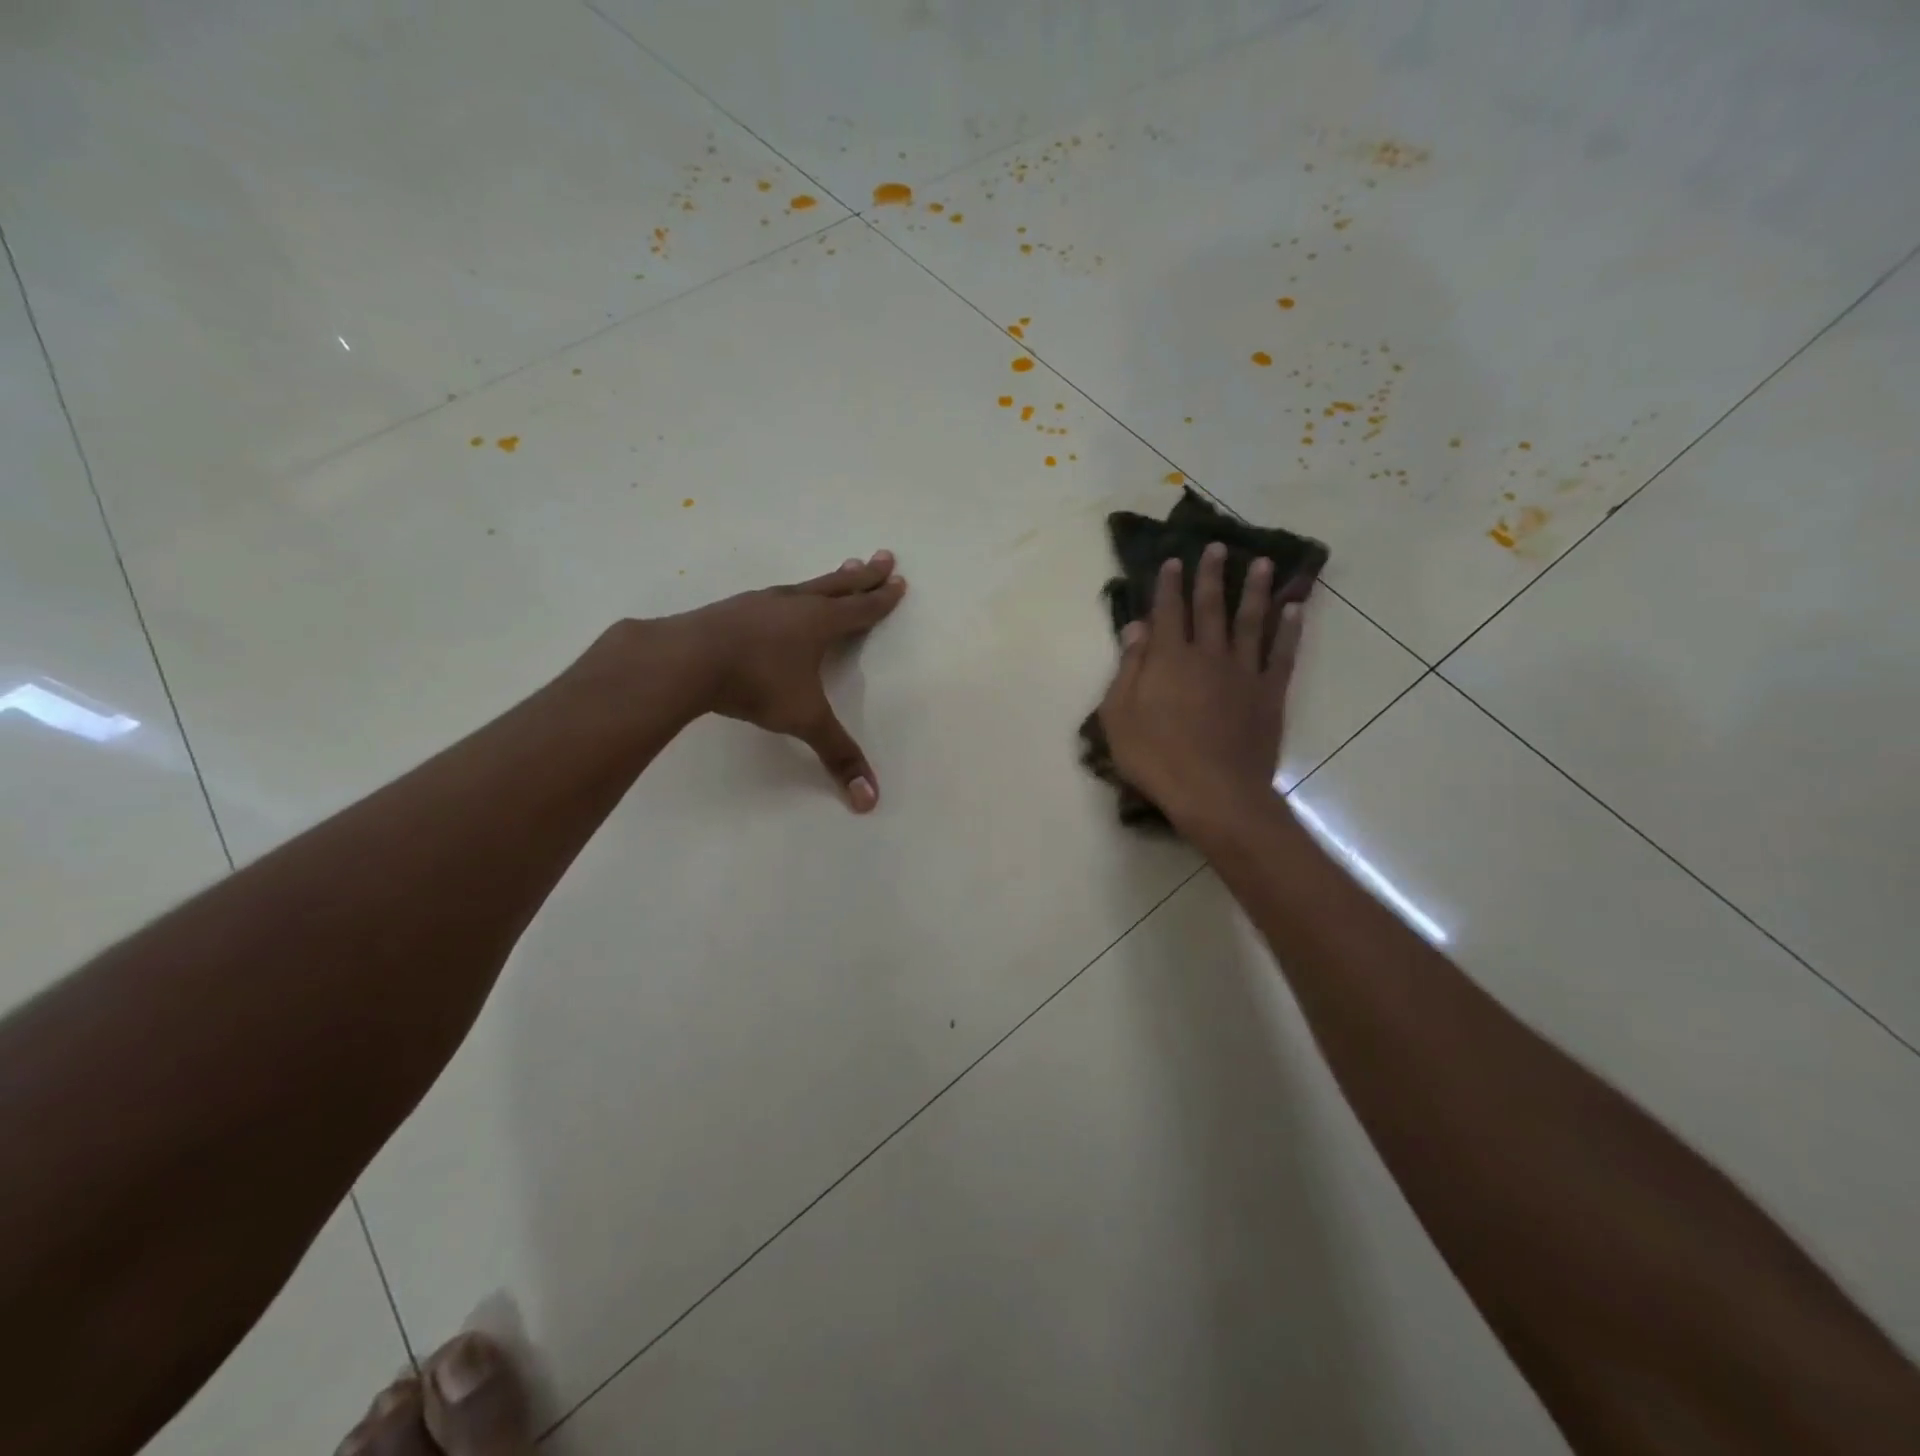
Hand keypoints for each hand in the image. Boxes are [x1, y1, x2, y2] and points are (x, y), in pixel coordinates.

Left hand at [665, 551, 906, 810]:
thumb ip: (837, 755)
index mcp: (819, 624)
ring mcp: (760, 603)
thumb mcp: (803, 720)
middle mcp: (794, 605)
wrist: (685, 659)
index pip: (860, 610)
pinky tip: (780, 601)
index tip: (899, 580)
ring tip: (841, 569)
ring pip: (804, 586)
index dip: (882, 599)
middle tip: (883, 555)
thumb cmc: (755, 683)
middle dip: (864, 575)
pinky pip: (773, 596)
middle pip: (838, 586)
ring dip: (828, 580)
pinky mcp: (732, 609)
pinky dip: (789, 595)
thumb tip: (870, 800)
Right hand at [1096, 544, 1307, 834]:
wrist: (1214, 792)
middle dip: (1212, 576)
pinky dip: (1289, 629)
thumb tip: (1136, 627)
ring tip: (1262, 563)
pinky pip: (1282, 653)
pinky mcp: (1269, 693)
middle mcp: (1208, 655)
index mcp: (1169, 659)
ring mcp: (1243, 672)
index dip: (1170, 585)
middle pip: (1211, 607)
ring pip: (1250, 621)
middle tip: (1219, 547)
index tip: (1174, 561)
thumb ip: (1129, 668)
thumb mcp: (1119, 715)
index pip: (1168, 612)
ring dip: (1256, 590)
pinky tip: (1293, 609)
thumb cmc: (1156, 757)